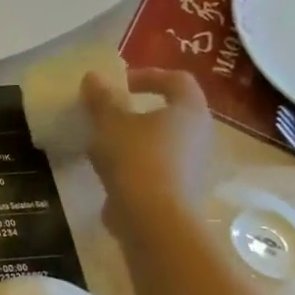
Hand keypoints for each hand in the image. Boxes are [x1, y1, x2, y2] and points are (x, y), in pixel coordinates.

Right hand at [81, 68, 213, 242]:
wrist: (153, 219)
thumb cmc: (136, 159)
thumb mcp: (109, 122)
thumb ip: (102, 98)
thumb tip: (94, 76)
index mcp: (189, 110)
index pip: (177, 80)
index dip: (148, 75)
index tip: (119, 84)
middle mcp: (201, 135)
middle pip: (173, 112)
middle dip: (140, 110)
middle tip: (110, 114)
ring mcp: (195, 166)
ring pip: (165, 143)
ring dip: (136, 140)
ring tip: (104, 145)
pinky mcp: (182, 192)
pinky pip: (158, 168)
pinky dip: (137, 165)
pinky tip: (111, 173)